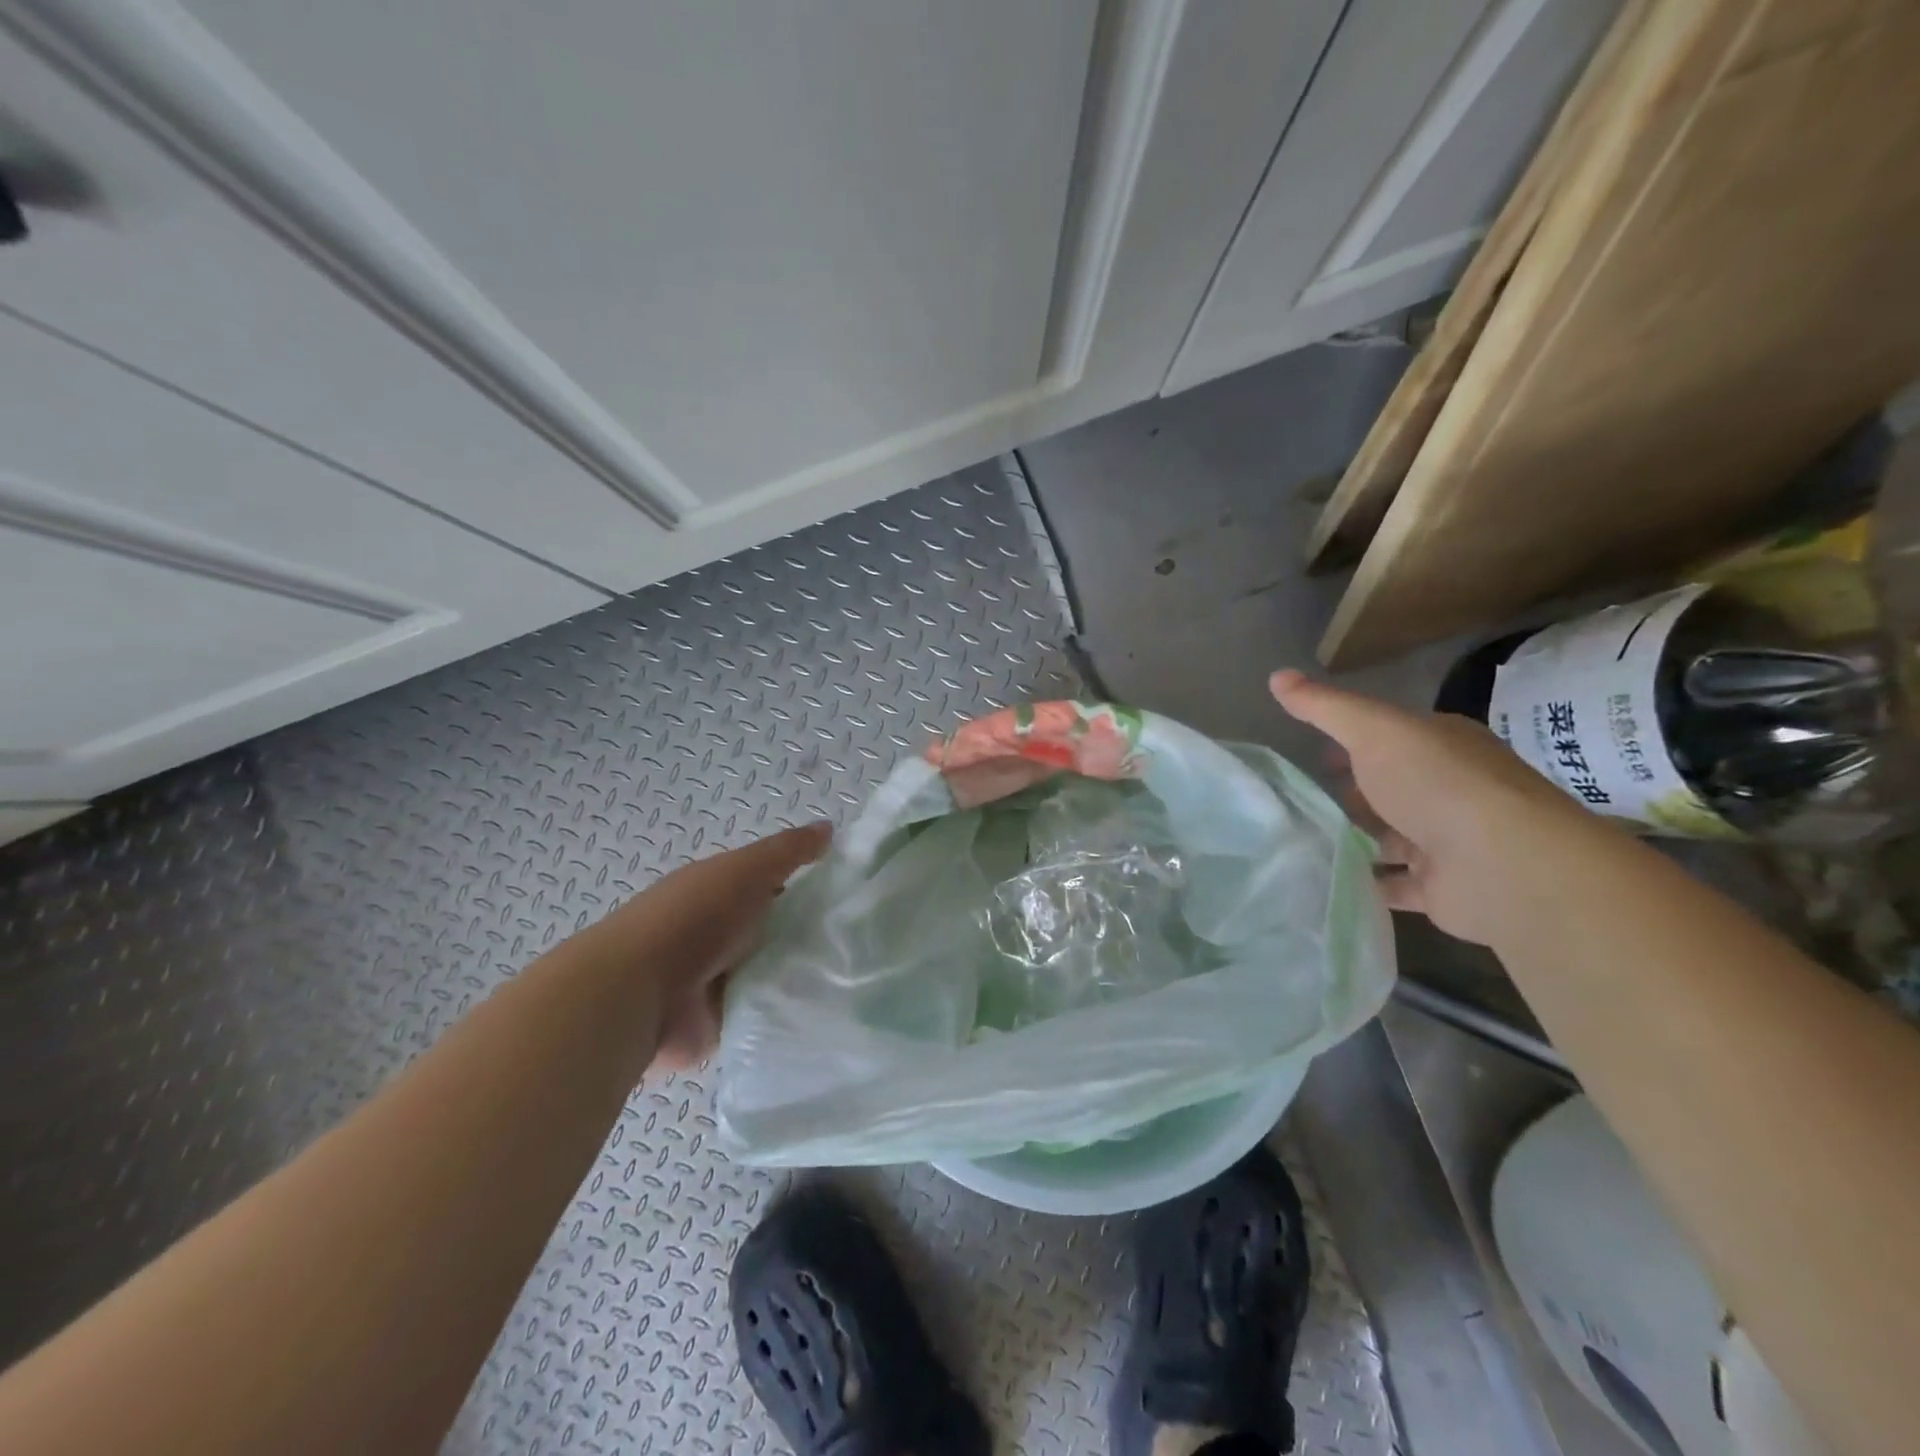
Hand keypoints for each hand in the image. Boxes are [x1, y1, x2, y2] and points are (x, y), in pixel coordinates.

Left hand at [561, 822, 831, 1073]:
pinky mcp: (721, 1023)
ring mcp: (718, 980)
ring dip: (803, 975)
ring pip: (775, 973)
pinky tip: (827, 1008)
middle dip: (812, 934)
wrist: (637, 993)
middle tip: (864, 940)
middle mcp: (720, 933)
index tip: (851, 897)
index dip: (810, 886)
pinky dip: (786, 1011)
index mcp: (719, 891)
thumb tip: (830, 828)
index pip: (773, 885)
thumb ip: (789, 851)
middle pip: (777, 930)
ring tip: (855, 976)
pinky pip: (765, 1013)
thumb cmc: (694, 917)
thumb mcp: (746, 869)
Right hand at [1269, 670, 1597, 943]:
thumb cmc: (1436, 783)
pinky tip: (1324, 881)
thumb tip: (1276, 676)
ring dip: (1356, 841)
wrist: (1502, 864)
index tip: (1315, 757)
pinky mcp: (1441, 889)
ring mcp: (1448, 842)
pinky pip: (1392, 885)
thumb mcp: (1373, 730)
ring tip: (1302, 842)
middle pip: (1391, 790)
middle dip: (1353, 796)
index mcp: (1442, 746)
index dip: (1353, 744)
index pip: (1391, 739)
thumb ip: (1324, 707)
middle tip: (1303, 803)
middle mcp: (1450, 791)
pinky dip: (1364, 883)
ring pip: (1390, 838)